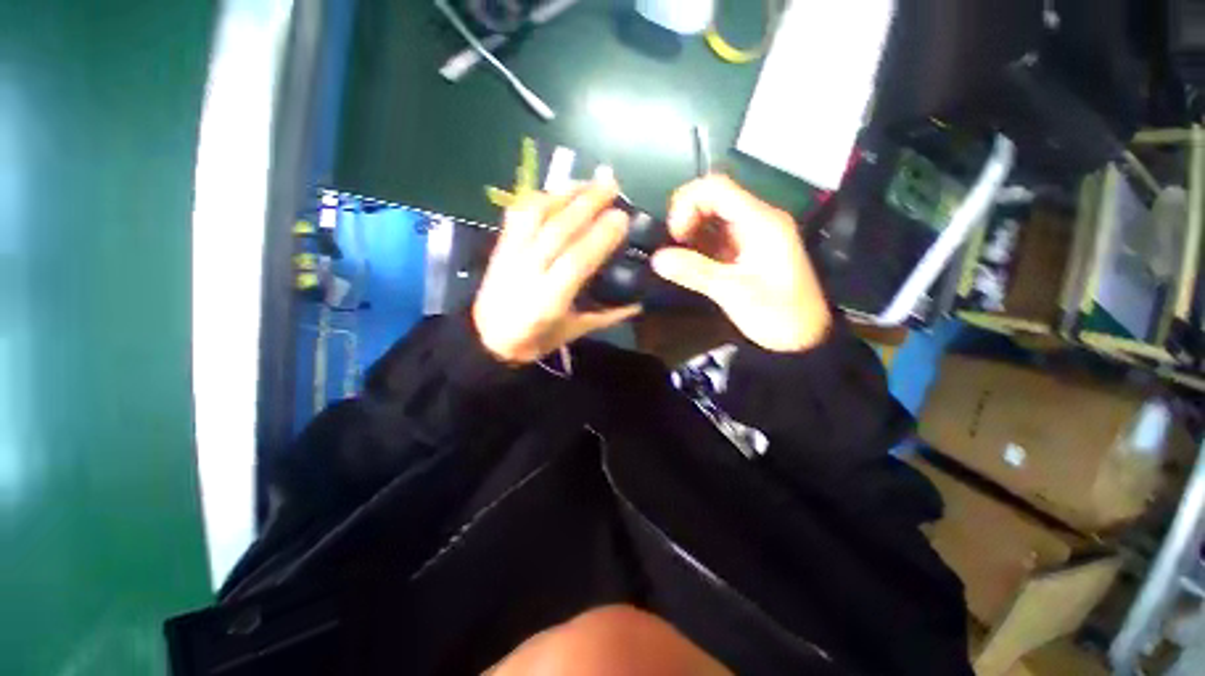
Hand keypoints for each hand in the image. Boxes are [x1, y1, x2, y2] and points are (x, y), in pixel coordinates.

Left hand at [472, 178, 640, 364]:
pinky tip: (559, 191)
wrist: (487, 338)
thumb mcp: (574, 332)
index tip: (621, 217)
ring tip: (589, 182)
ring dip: (564, 194)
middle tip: (613, 186)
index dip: (598, 237)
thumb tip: (638, 303)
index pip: (575, 262)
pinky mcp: (499, 245)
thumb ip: (607, 316)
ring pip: (535, 216)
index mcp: (548, 301)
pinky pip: (518, 213)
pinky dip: (540, 198)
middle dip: (586, 204)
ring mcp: (509, 255)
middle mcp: (527, 273)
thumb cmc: (535, 339)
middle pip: (557, 231)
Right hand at [651, 175, 831, 351]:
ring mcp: (752, 234)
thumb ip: (695, 272)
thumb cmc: (777, 314)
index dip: (687, 204)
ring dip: (691, 232)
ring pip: (712, 217)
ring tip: (681, 258)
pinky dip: (699, 245)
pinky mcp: (746, 250)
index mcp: (760, 222)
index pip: (716, 188)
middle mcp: (757, 220)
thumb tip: (657, 258)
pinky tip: (692, 263)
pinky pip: (717, 236)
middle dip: (687, 218)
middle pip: (713, 198)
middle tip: (675, 248)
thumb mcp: (733, 293)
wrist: (804, 337)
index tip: (675, 236)